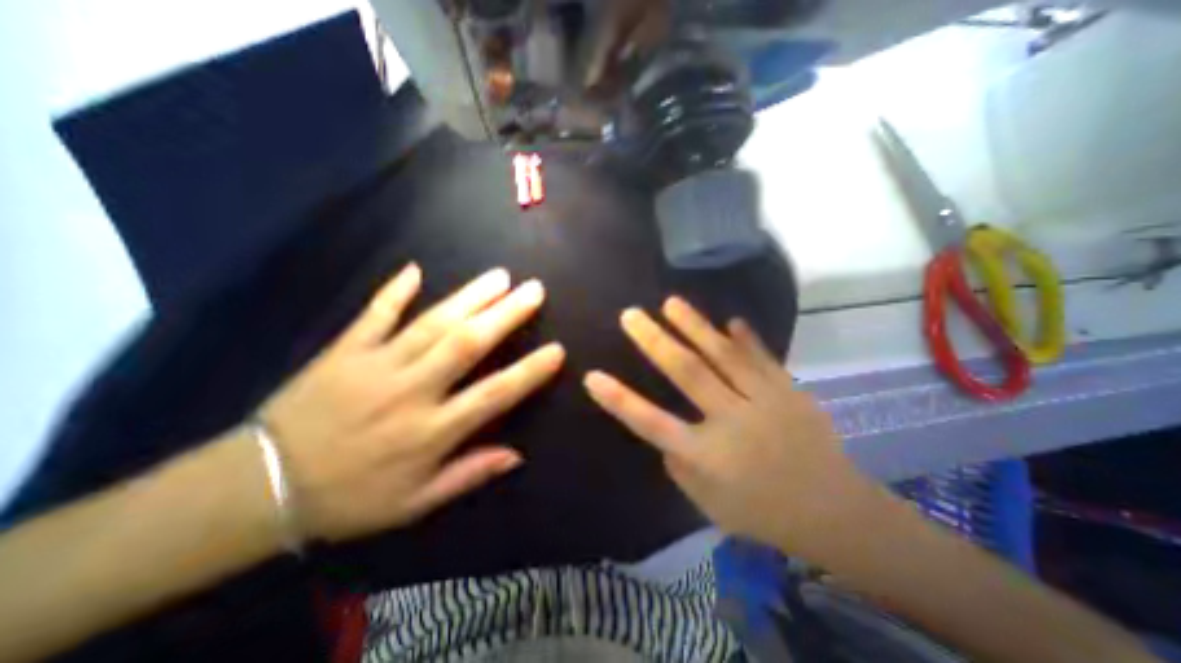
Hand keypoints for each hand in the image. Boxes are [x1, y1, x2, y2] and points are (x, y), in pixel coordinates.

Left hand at [259, 265, 564, 543]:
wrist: (259, 489)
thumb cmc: (351, 498)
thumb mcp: (417, 503)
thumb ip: (470, 474)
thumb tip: (517, 455)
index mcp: (432, 431)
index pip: (494, 394)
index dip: (529, 372)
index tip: (557, 351)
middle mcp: (412, 391)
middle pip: (467, 344)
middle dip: (506, 315)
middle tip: (534, 291)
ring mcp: (377, 365)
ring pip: (432, 323)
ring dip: (469, 297)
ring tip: (499, 276)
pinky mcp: (344, 351)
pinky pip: (373, 315)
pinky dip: (393, 292)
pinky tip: (415, 269)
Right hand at [586, 297, 880, 551]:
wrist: (834, 513)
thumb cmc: (763, 513)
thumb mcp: (709, 503)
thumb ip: (680, 466)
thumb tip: (666, 435)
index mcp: (706, 455)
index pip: (652, 423)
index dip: (620, 401)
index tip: (593, 376)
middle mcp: (731, 420)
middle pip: (686, 373)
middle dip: (654, 341)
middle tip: (630, 315)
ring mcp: (763, 401)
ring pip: (723, 355)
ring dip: (694, 326)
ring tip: (671, 302)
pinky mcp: (788, 391)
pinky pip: (762, 358)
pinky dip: (745, 338)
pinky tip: (731, 320)